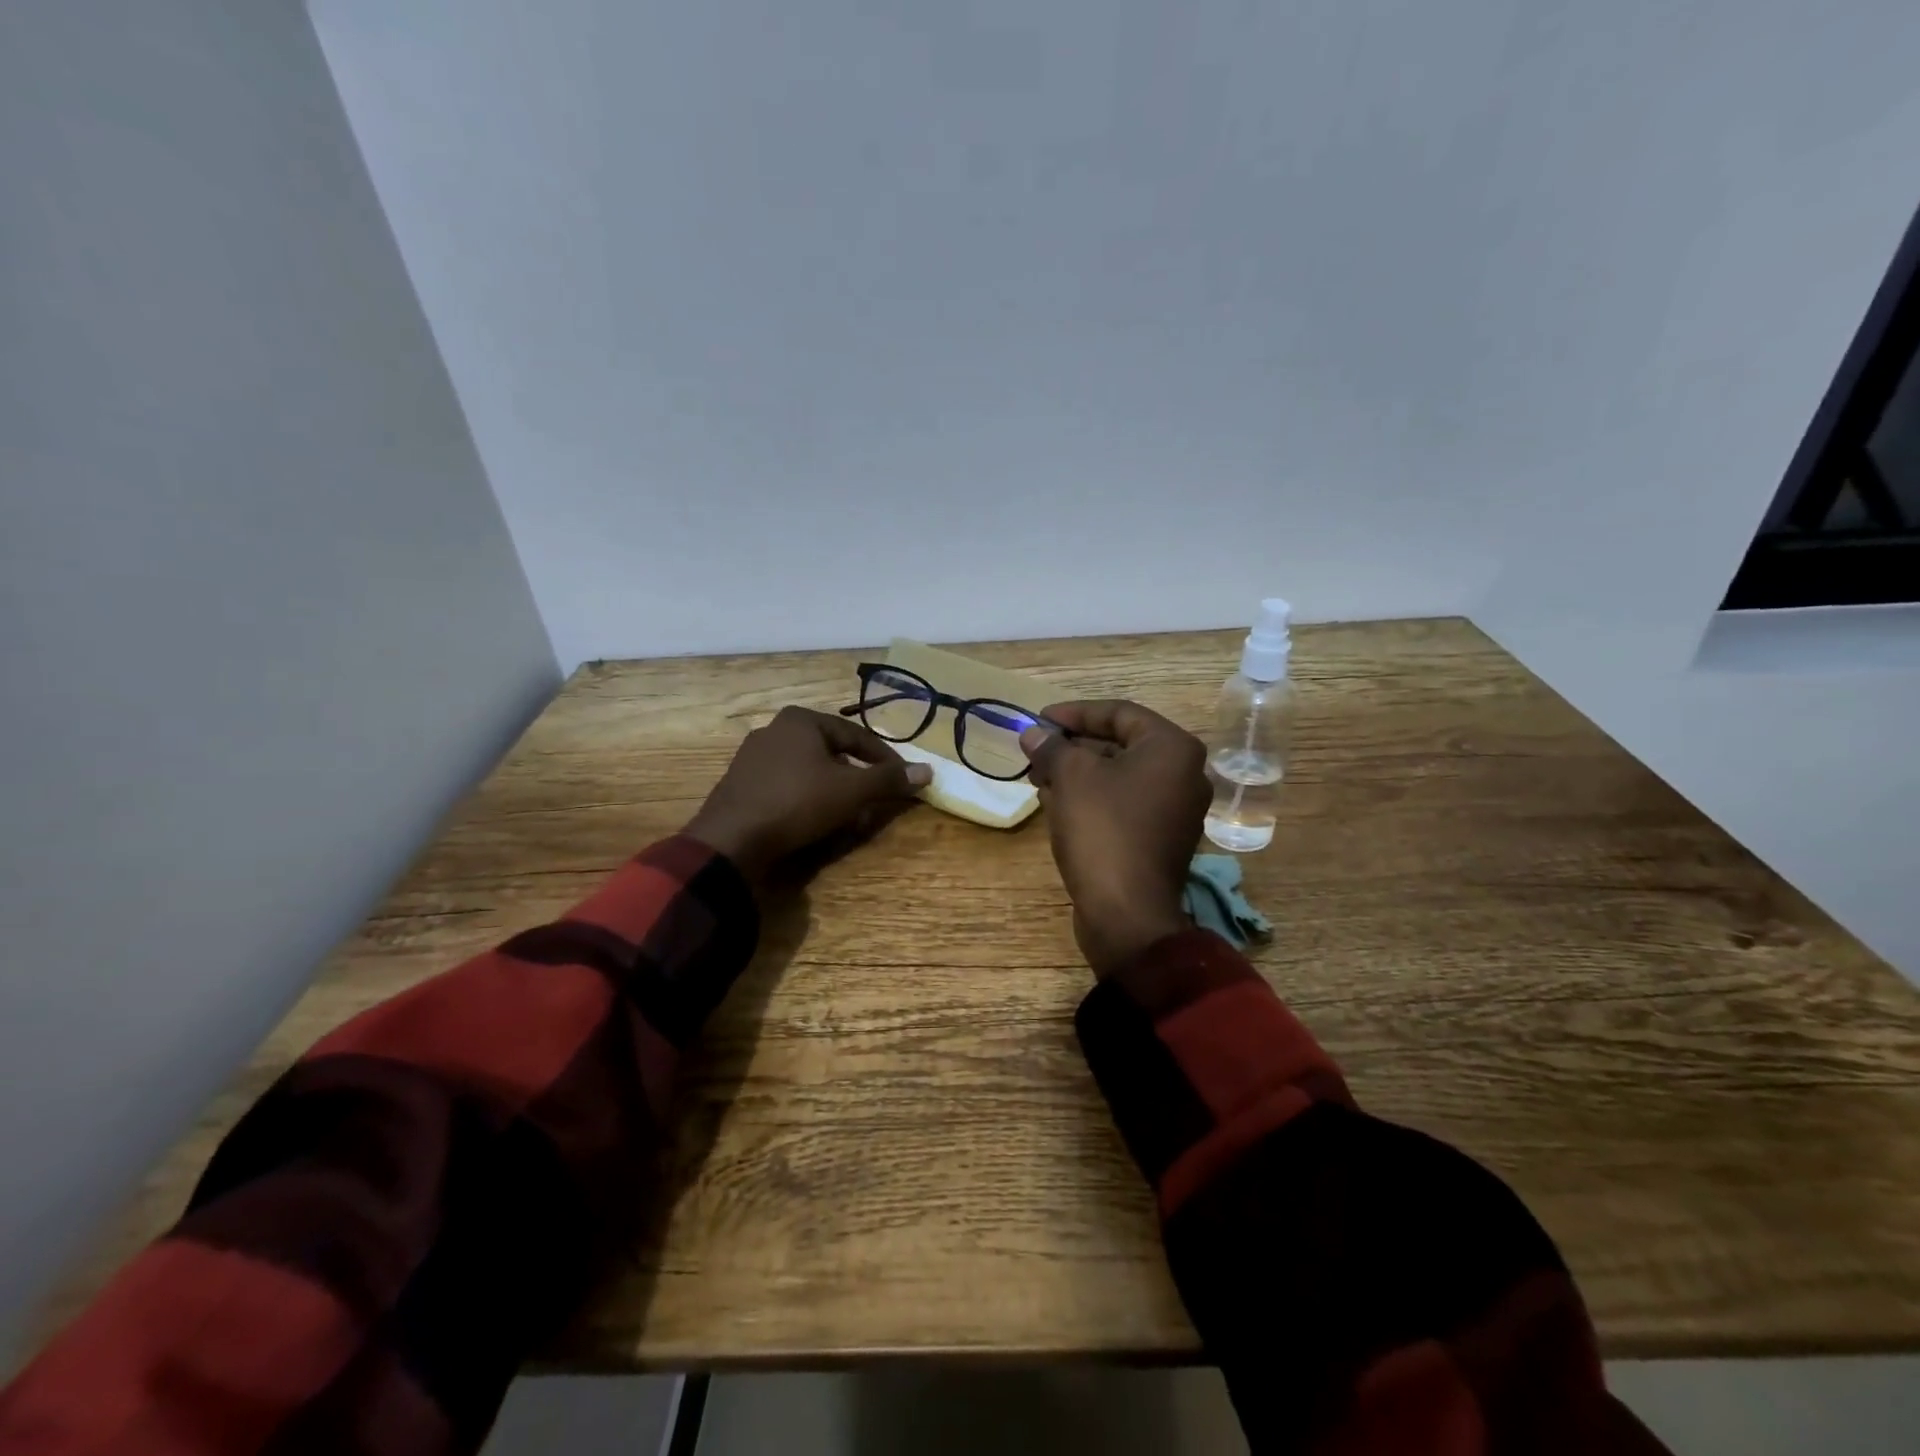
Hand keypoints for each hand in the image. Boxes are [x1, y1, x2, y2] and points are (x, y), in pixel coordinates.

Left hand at [683, 706, 931, 882]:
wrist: (730, 840)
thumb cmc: (797, 803)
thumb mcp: (851, 791)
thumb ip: (888, 779)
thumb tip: (928, 771)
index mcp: (801, 720)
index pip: (856, 735)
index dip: (885, 759)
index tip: (904, 780)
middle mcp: (774, 730)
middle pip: (832, 752)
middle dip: (857, 777)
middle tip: (876, 799)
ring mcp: (752, 758)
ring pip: (809, 771)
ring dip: (834, 791)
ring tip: (849, 814)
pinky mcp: (741, 785)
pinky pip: (786, 787)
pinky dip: (807, 800)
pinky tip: (815, 822)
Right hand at [1020, 700, 1209, 976]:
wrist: (1126, 913)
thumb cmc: (1103, 830)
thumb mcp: (1070, 777)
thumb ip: (1051, 747)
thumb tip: (1033, 735)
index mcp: (1173, 749)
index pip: (1119, 712)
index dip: (1074, 712)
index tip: (1039, 720)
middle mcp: (1184, 774)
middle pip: (1120, 744)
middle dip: (1073, 746)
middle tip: (1036, 751)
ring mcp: (1175, 810)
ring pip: (1119, 777)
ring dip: (1077, 773)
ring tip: (1039, 777)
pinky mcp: (1160, 839)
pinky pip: (1123, 804)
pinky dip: (1091, 798)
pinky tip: (1055, 803)